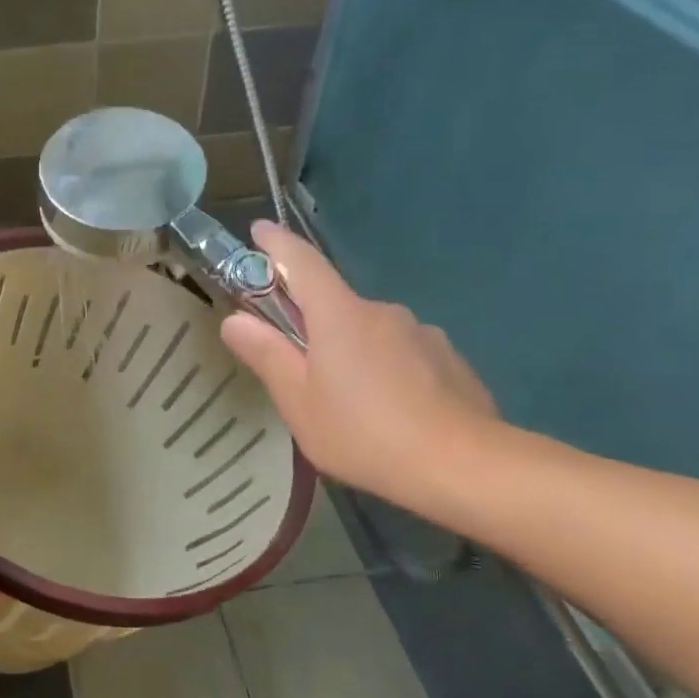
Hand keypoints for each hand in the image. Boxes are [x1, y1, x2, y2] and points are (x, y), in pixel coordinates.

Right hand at [221, 222, 499, 510]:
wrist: (464, 466)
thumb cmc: (364, 433)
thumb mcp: (299, 402)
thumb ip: (266, 356)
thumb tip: (234, 320)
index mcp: (339, 315)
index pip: (302, 262)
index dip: (276, 244)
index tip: (258, 231)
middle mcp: (382, 311)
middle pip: (333, 304)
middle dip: (310, 324)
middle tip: (296, 367)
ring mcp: (421, 333)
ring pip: (369, 333)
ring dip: (349, 351)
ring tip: (345, 401)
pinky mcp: (448, 359)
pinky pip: (401, 353)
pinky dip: (384, 369)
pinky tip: (387, 410)